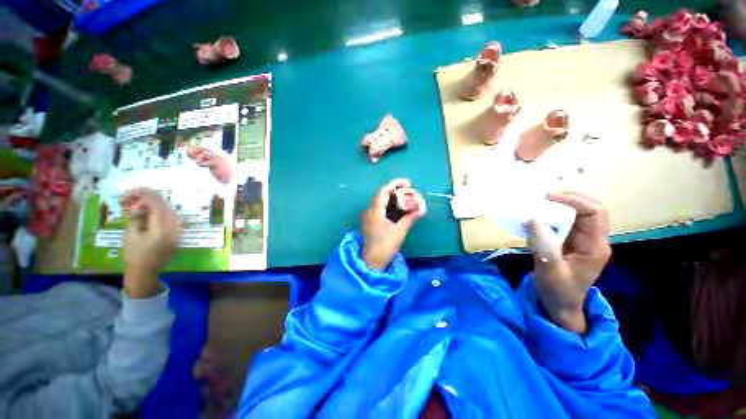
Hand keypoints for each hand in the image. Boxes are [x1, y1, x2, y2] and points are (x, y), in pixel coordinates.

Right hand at [122, 188, 180, 297]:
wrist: (145, 272)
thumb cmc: (134, 256)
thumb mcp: (130, 235)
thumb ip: (136, 217)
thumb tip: (140, 204)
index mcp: (161, 232)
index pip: (158, 208)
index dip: (148, 197)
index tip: (137, 191)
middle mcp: (174, 231)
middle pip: (166, 209)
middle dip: (152, 200)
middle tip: (135, 197)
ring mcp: (179, 234)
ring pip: (172, 213)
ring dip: (157, 206)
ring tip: (141, 206)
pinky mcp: (180, 236)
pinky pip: (174, 220)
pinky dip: (163, 214)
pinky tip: (151, 214)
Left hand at [361, 179, 425, 269]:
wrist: (371, 262)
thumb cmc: (384, 247)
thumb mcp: (399, 232)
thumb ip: (410, 218)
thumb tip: (423, 208)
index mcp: (375, 211)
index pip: (384, 191)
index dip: (395, 184)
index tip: (408, 182)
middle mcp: (370, 210)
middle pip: (382, 194)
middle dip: (396, 190)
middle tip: (410, 190)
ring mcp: (369, 215)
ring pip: (381, 200)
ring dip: (393, 197)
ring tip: (407, 197)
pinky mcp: (371, 221)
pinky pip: (380, 207)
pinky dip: (390, 204)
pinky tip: (399, 207)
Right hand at [525, 192, 610, 332]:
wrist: (559, 306)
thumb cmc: (559, 292)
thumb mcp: (550, 269)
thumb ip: (543, 244)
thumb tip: (532, 218)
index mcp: (594, 246)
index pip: (594, 213)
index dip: (574, 201)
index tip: (548, 198)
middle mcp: (590, 239)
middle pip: (585, 210)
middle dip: (563, 201)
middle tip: (538, 200)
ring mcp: (579, 241)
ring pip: (572, 215)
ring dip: (553, 209)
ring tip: (533, 208)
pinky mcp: (567, 243)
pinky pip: (560, 224)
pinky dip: (546, 219)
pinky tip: (533, 222)